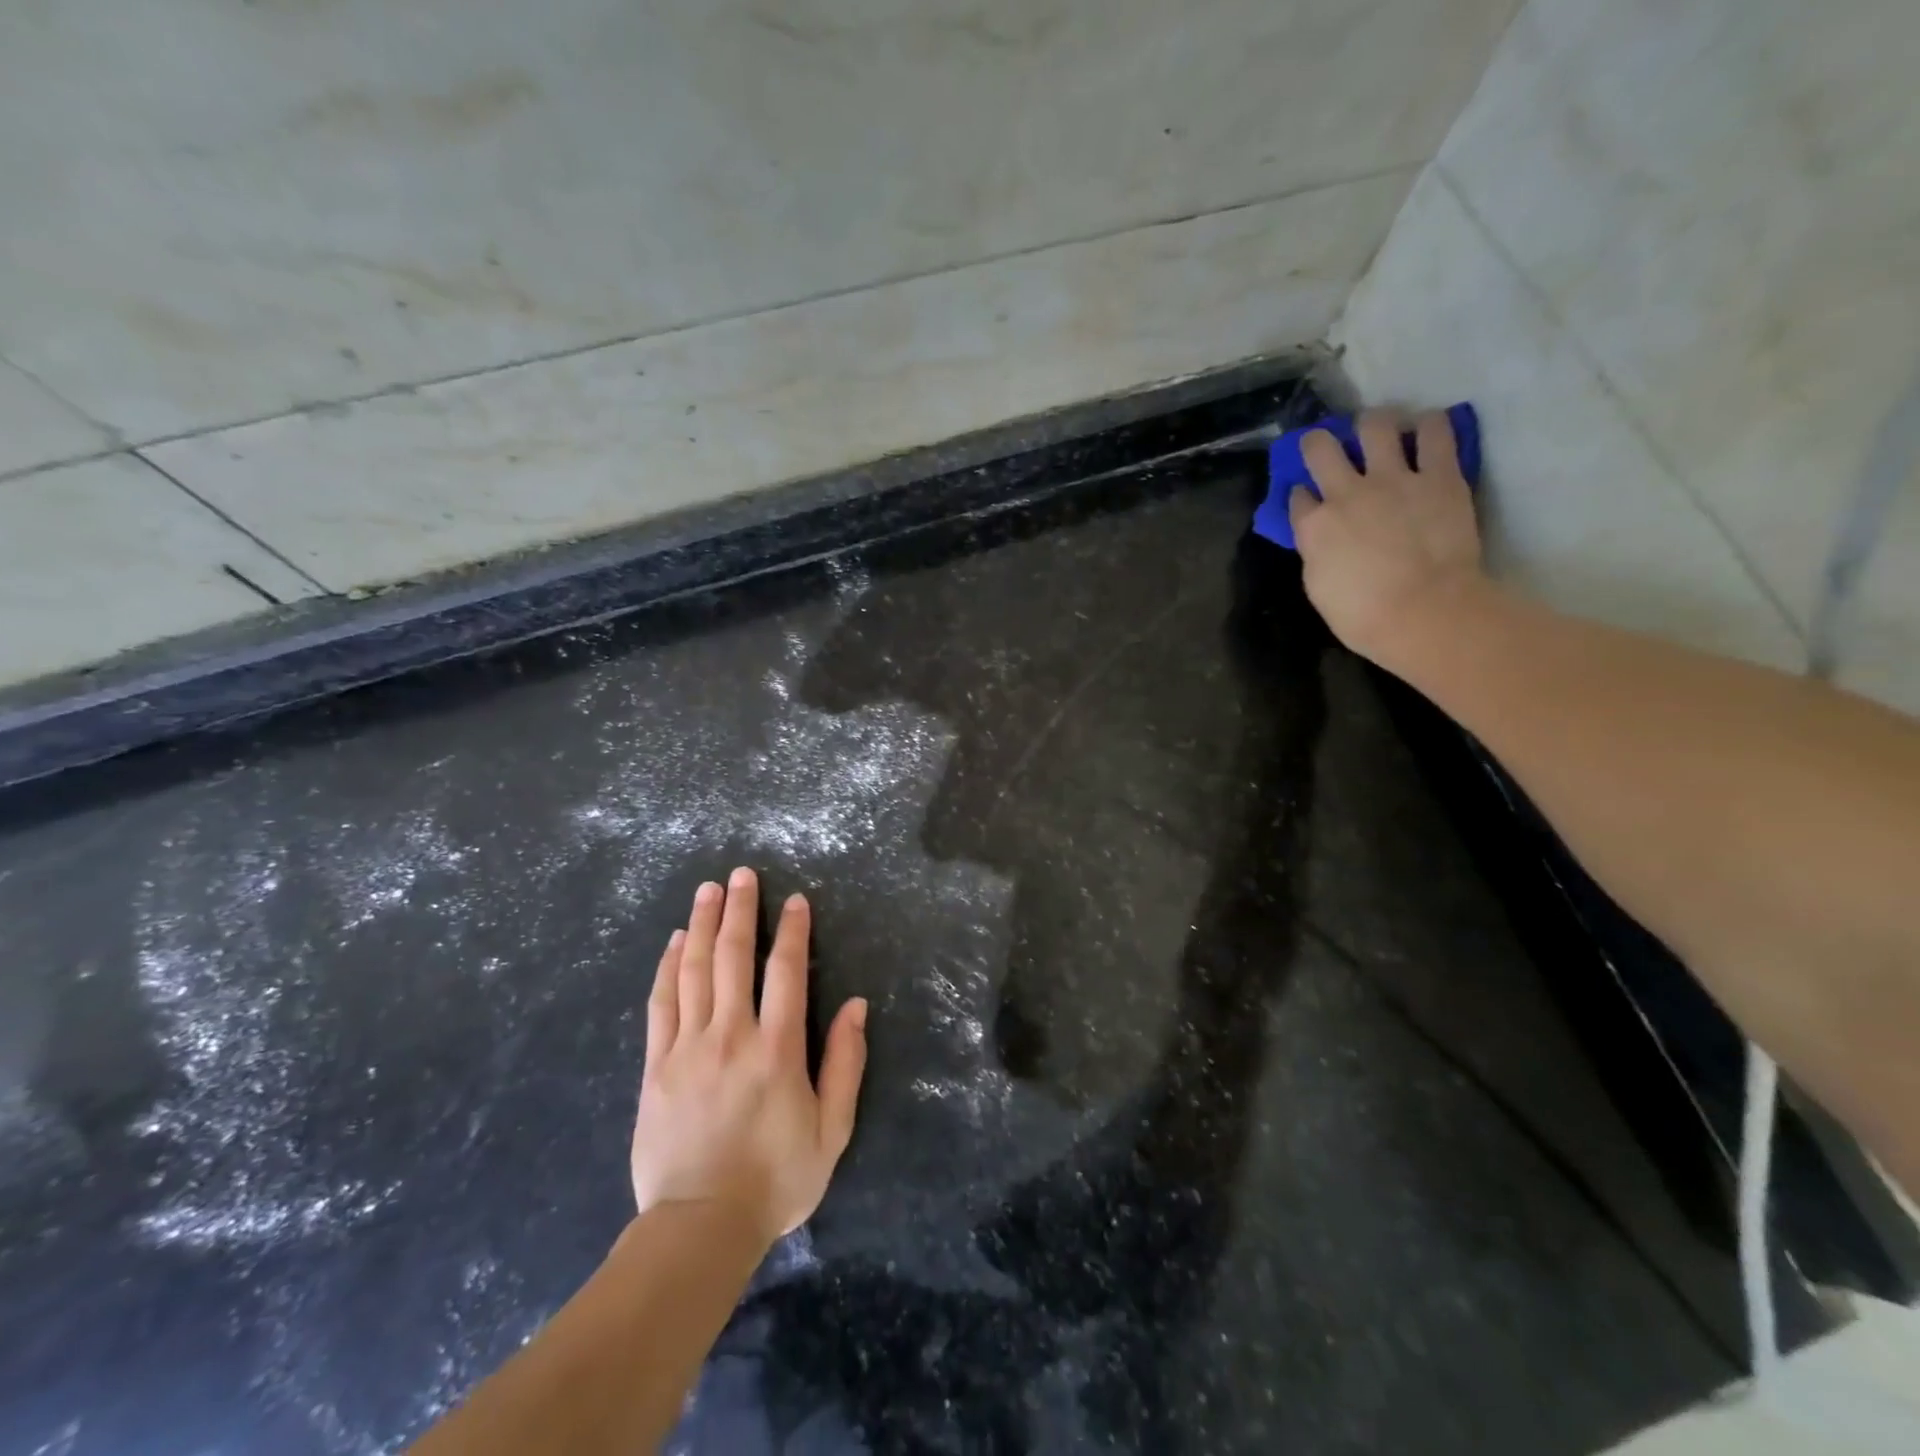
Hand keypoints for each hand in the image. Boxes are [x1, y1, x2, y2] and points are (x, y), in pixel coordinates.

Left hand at [631, 868, 867, 1245]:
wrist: (699, 1228)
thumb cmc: (776, 1179)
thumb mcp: (832, 1129)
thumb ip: (845, 1063)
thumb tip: (855, 1005)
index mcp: (777, 1048)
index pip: (785, 971)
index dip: (792, 930)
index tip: (794, 900)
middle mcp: (731, 1035)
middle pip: (733, 957)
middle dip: (739, 910)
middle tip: (740, 874)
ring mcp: (688, 1048)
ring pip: (694, 971)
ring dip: (703, 925)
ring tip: (707, 891)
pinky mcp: (656, 1066)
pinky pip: (662, 1004)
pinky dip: (668, 968)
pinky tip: (674, 943)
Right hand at [1289, 408, 1486, 667]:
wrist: (1424, 611)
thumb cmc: (1363, 616)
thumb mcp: (1319, 587)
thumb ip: (1316, 552)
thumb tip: (1319, 538)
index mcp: (1314, 525)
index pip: (1298, 496)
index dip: (1302, 494)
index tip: (1308, 498)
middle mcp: (1346, 492)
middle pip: (1322, 448)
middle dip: (1320, 441)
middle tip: (1328, 443)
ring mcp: (1394, 478)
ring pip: (1376, 426)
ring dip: (1373, 423)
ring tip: (1380, 429)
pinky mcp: (1440, 475)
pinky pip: (1435, 432)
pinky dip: (1429, 425)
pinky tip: (1426, 427)